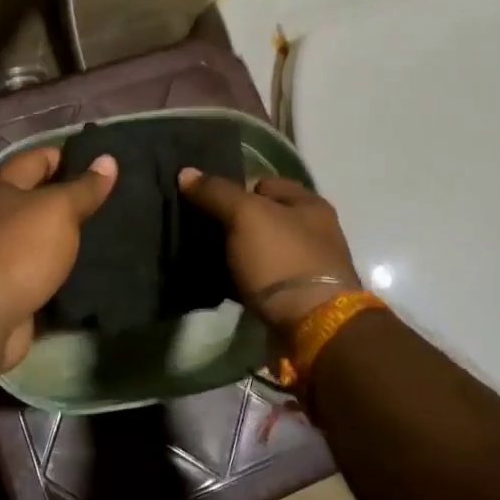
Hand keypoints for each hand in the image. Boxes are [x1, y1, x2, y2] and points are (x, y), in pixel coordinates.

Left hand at [0, 146, 116, 369]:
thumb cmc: (20, 249)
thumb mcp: (58, 209)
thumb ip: (85, 187)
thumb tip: (108, 159)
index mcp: (1, 186)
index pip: (40, 157)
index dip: (72, 156)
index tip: (108, 164)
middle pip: (42, 196)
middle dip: (77, 196)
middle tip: (119, 197)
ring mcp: (4, 250)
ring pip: (46, 232)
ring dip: (74, 232)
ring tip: (115, 228)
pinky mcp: (14, 282)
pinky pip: (46, 264)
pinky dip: (67, 263)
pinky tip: (96, 262)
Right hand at [177, 171, 361, 328]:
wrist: (313, 327)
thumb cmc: (282, 259)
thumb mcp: (245, 216)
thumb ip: (216, 192)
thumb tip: (186, 172)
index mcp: (309, 204)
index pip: (263, 183)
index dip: (234, 189)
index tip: (206, 203)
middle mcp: (312, 232)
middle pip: (260, 218)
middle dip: (231, 223)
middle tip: (199, 231)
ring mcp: (304, 267)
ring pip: (257, 250)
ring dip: (234, 254)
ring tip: (203, 258)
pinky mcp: (293, 298)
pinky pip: (258, 279)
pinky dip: (240, 281)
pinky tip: (218, 283)